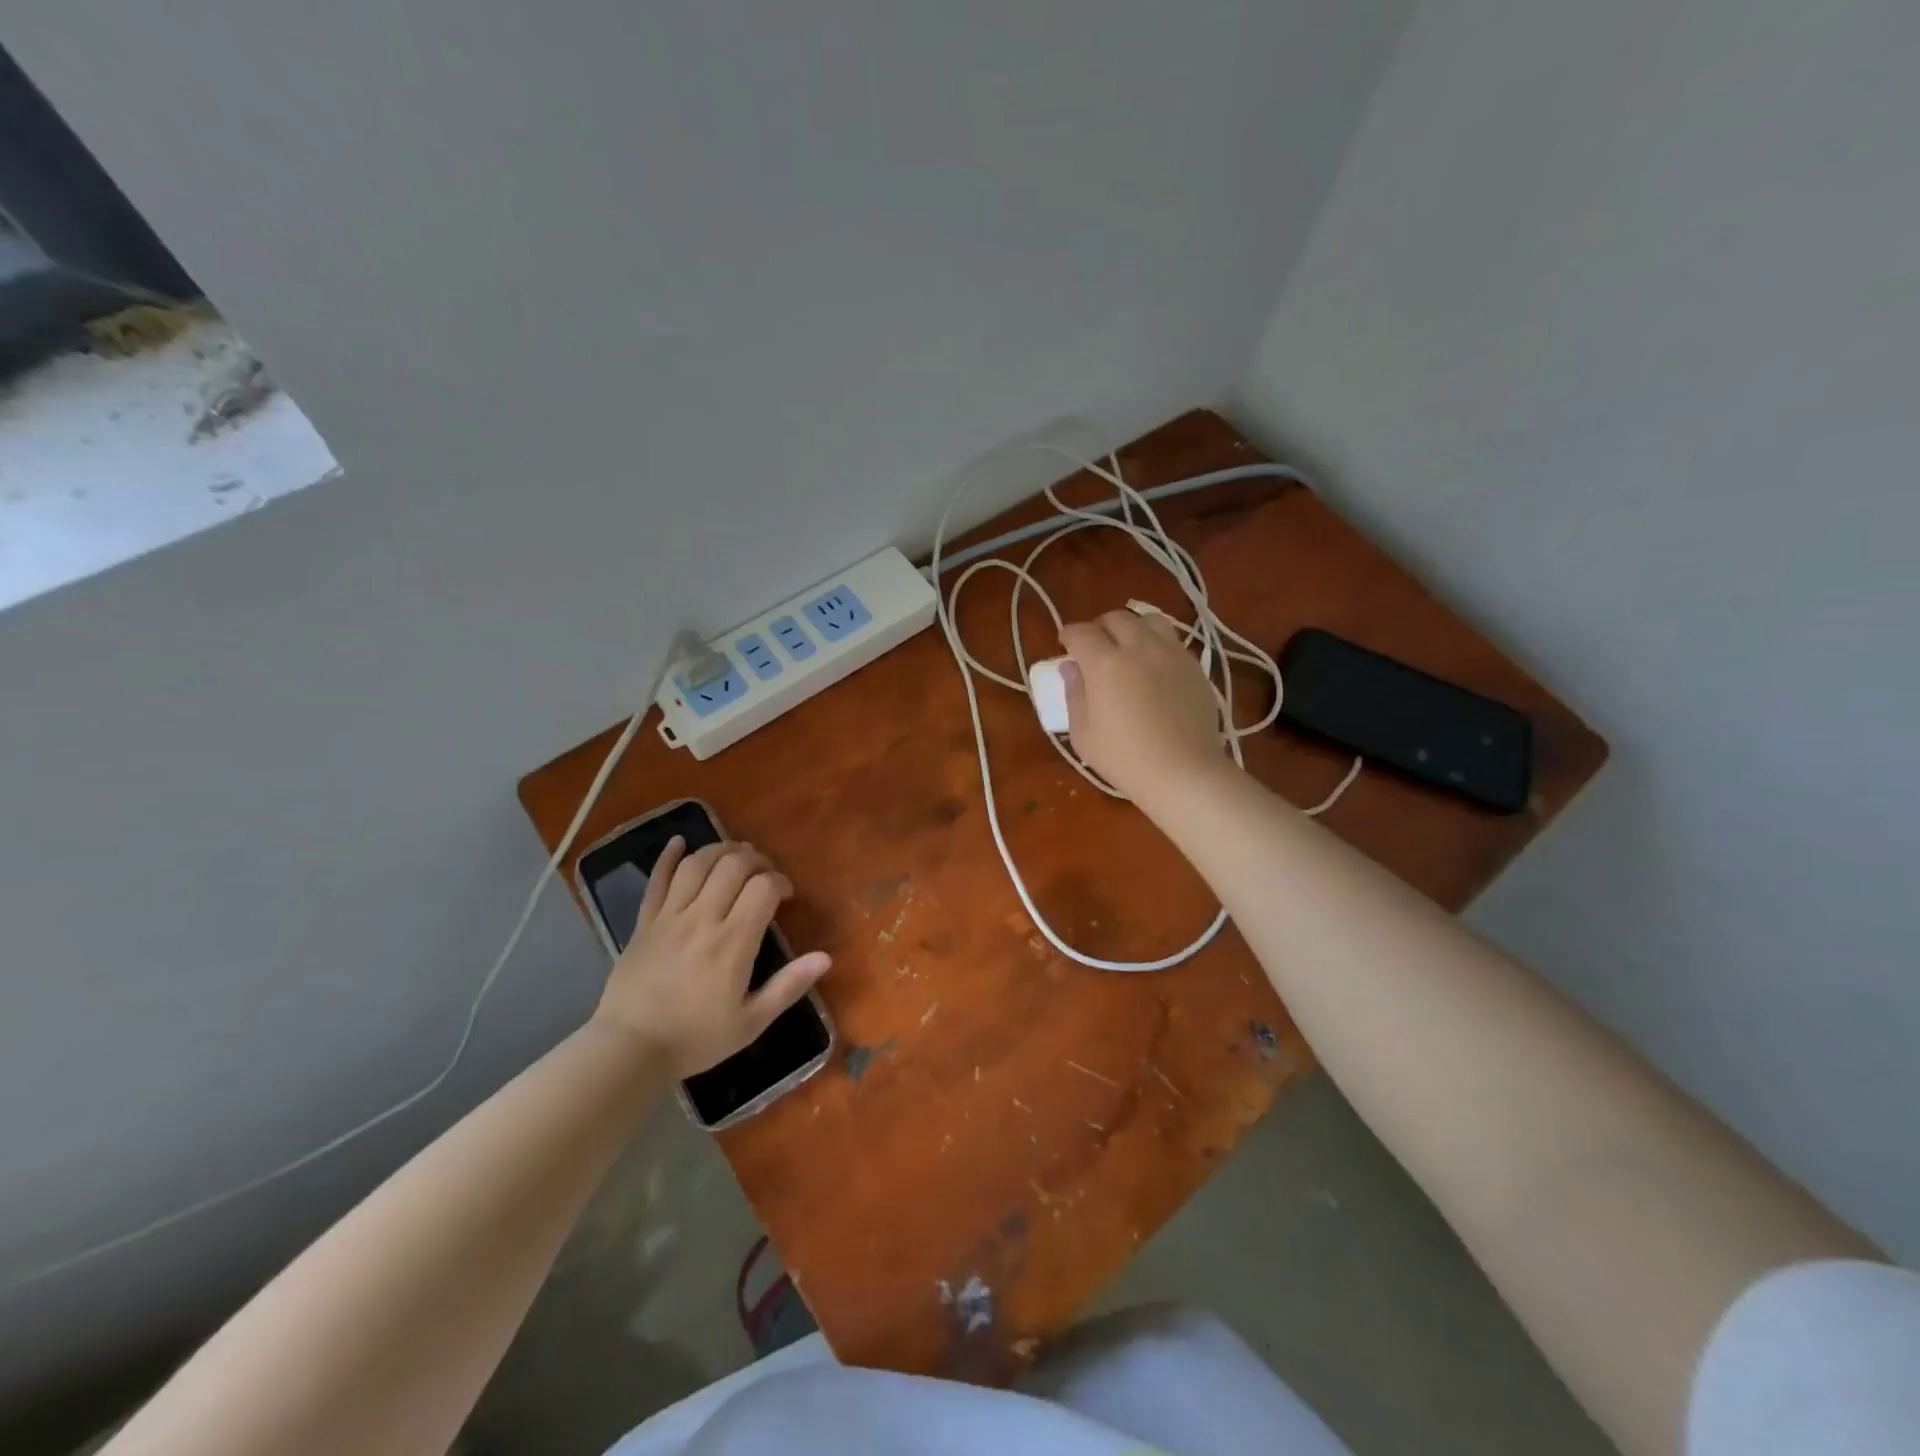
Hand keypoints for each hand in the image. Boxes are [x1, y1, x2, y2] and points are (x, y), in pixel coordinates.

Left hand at [594, 838, 830, 1077]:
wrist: (629, 1051)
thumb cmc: (695, 1039)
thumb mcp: (751, 1022)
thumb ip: (788, 986)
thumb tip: (825, 957)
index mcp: (732, 943)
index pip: (763, 888)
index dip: (780, 882)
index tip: (786, 896)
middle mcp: (702, 919)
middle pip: (733, 866)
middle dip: (756, 860)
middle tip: (764, 874)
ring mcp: (669, 917)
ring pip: (697, 864)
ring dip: (721, 850)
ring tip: (735, 855)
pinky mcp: (644, 922)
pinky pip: (656, 879)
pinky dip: (668, 856)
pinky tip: (679, 841)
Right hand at [1058, 609, 1224, 801]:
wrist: (1184, 772)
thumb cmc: (1124, 759)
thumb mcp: (1084, 733)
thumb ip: (1074, 694)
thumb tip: (1070, 668)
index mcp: (1104, 663)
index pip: (1081, 632)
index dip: (1069, 635)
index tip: (1065, 645)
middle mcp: (1138, 647)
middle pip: (1116, 618)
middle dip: (1100, 628)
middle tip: (1095, 648)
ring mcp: (1171, 653)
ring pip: (1150, 620)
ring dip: (1133, 628)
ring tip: (1129, 648)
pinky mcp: (1194, 666)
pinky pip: (1172, 641)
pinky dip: (1157, 644)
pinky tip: (1154, 667)